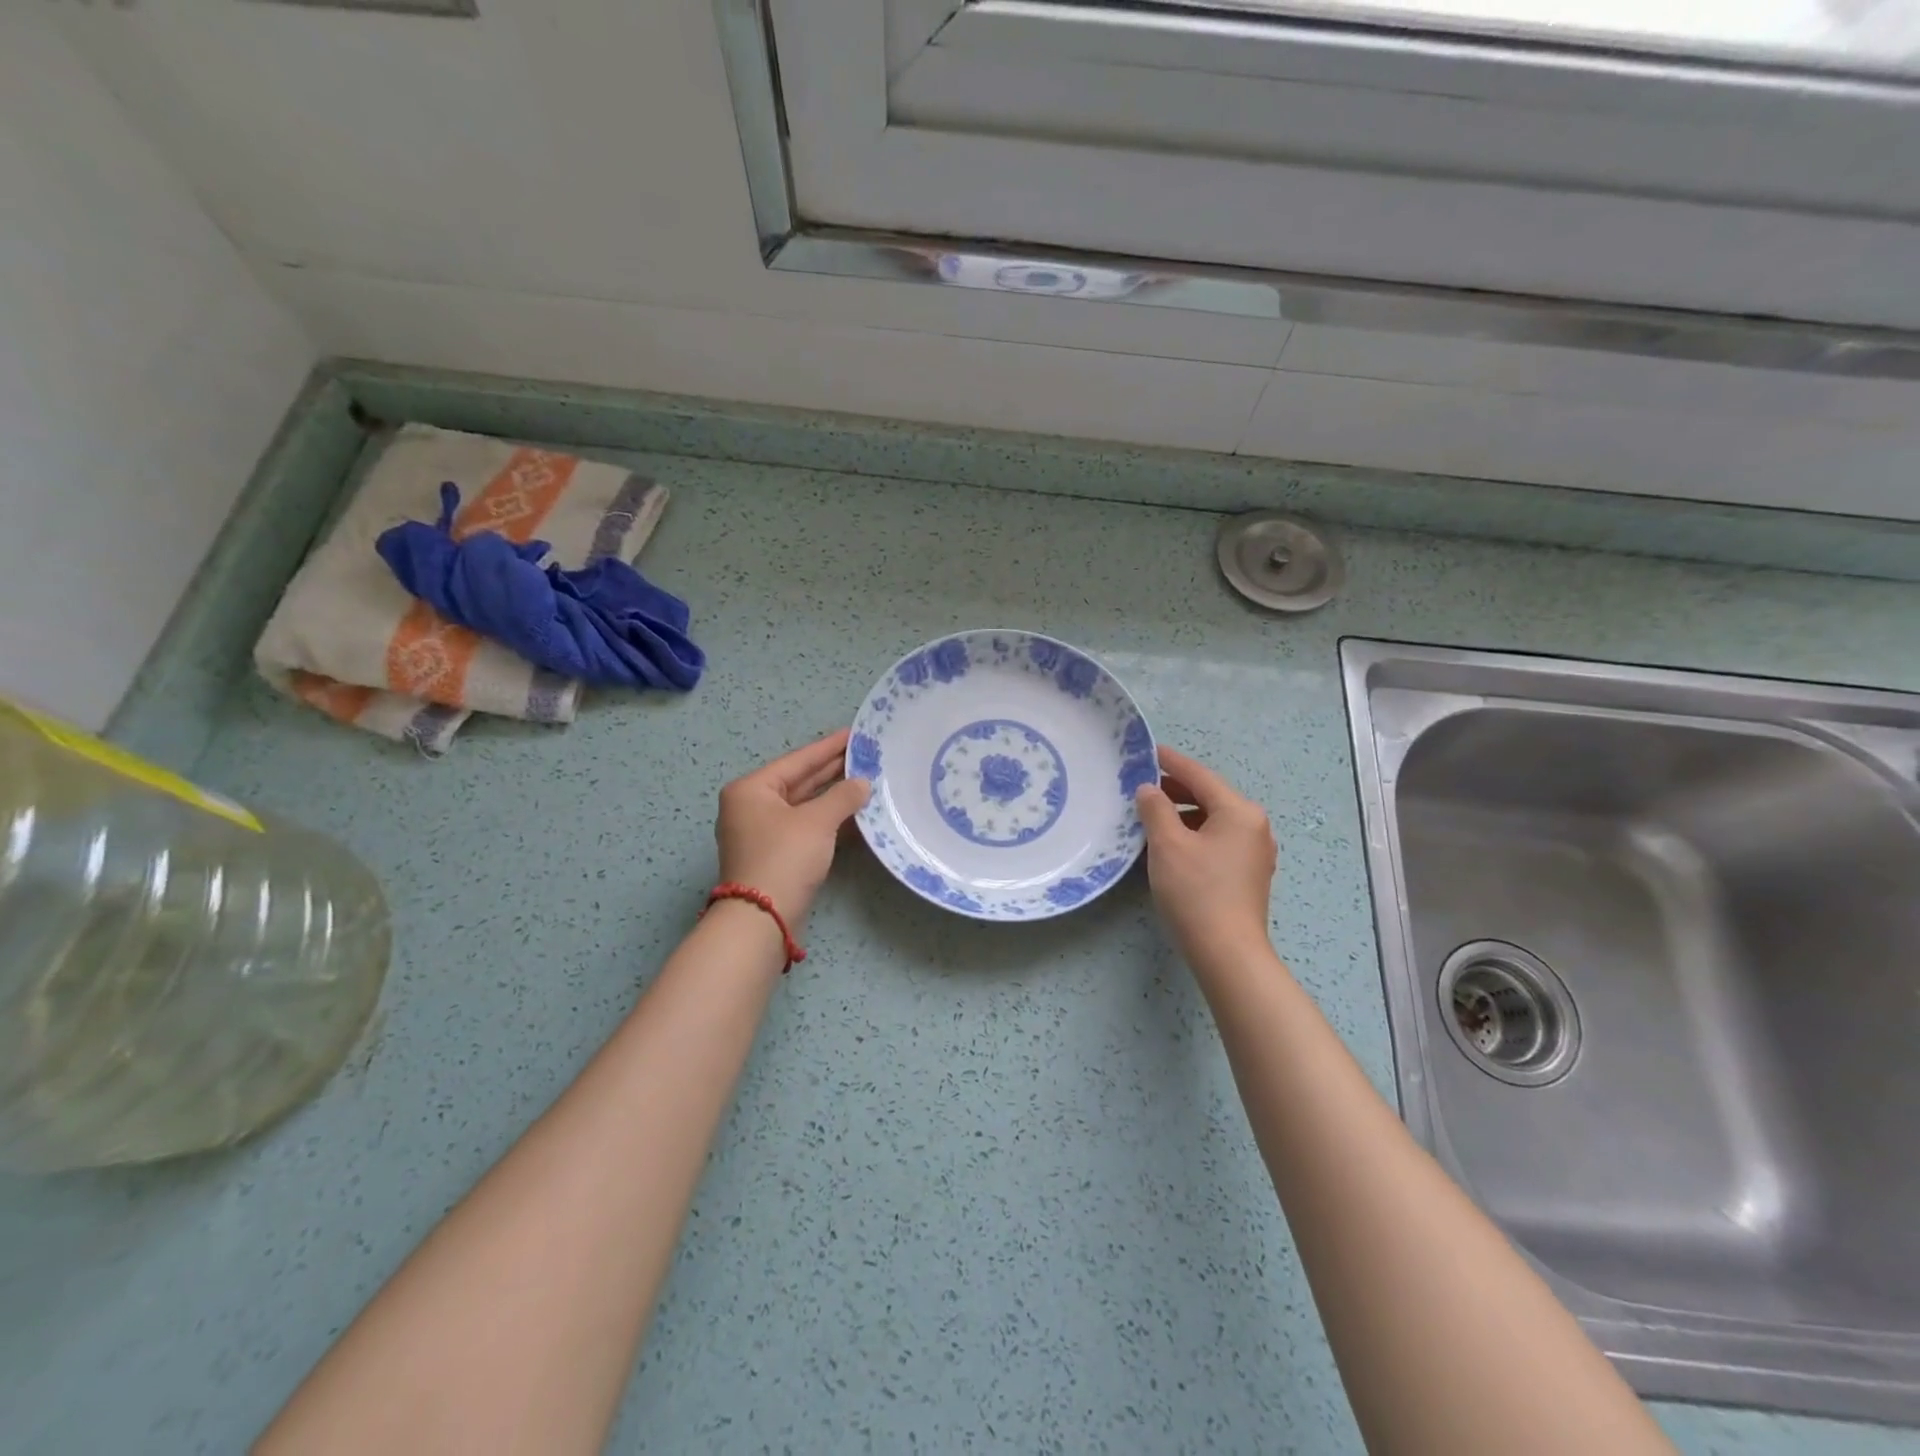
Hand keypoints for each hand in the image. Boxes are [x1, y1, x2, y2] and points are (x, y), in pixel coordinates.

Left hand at [716, 729, 870, 928]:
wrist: (762, 917)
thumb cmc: (784, 857)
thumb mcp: (817, 822)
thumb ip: (843, 797)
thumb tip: (863, 783)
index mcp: (751, 789)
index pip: (797, 761)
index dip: (828, 747)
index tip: (853, 734)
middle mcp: (752, 806)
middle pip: (799, 781)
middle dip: (832, 770)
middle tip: (865, 755)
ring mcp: (762, 832)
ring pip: (803, 806)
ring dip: (833, 796)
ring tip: (866, 780)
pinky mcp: (775, 854)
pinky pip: (805, 826)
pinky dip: (828, 819)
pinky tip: (855, 814)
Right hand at [1134, 746, 1276, 962]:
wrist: (1227, 952)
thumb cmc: (1196, 891)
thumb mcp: (1167, 844)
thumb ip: (1155, 809)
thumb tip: (1149, 789)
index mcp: (1240, 812)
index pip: (1200, 776)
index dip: (1172, 762)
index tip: (1148, 751)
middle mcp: (1254, 826)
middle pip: (1210, 796)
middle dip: (1176, 789)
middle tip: (1143, 785)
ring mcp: (1255, 852)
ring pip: (1214, 820)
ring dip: (1184, 814)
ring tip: (1152, 816)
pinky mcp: (1248, 874)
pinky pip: (1218, 840)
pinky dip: (1195, 834)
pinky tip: (1173, 844)